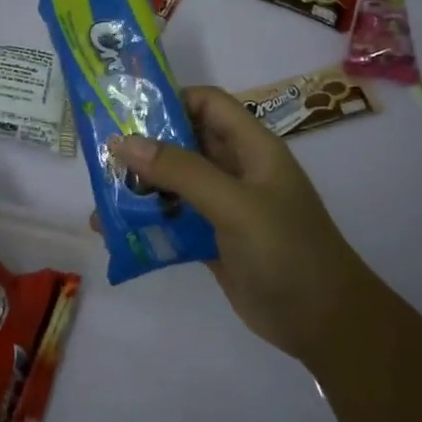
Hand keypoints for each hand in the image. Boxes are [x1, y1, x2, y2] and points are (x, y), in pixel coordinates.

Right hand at [106, 86, 380, 364]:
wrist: (323, 322)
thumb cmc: (286, 251)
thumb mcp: (234, 204)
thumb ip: (181, 171)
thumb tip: (123, 141)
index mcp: (252, 148)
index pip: (207, 104)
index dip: (170, 99)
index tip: (125, 111)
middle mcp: (236, 170)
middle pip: (185, 142)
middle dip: (144, 146)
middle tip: (98, 155)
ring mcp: (224, 207)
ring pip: (175, 184)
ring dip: (141, 187)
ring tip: (100, 197)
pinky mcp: (213, 240)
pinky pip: (174, 221)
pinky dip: (147, 222)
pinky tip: (114, 233)